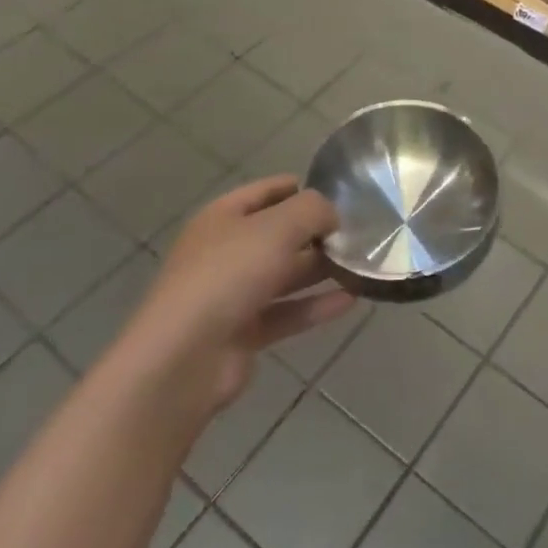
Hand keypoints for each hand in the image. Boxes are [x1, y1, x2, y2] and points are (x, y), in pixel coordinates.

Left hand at [127, 176, 354, 409]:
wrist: (184, 358)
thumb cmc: (229, 274)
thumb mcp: (278, 227)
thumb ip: (313, 210)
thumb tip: (332, 215)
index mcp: (224, 217)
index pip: (268, 191)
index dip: (302, 188)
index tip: (343, 195)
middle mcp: (226, 251)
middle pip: (279, 235)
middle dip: (317, 233)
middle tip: (361, 233)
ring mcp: (232, 294)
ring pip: (285, 275)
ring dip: (321, 270)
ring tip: (363, 265)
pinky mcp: (243, 332)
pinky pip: (286, 312)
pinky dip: (315, 306)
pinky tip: (351, 300)